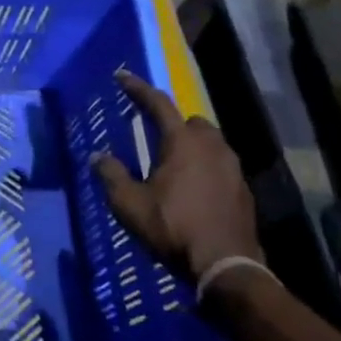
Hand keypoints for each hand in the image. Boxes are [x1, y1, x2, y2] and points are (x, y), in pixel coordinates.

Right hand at [92, 70, 261, 282]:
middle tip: (154, 137)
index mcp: (182, 143)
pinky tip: (192, 190)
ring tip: (172, 165)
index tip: (121, 76)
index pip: (158, 105)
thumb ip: (112, 175)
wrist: (225, 264)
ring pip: (211, 143)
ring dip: (191, 146)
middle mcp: (212, 147)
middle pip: (192, 122)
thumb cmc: (172, 227)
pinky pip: (220, 167)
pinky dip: (204, 169)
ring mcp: (232, 168)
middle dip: (173, 123)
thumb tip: (98, 156)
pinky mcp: (243, 190)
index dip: (137, 89)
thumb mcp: (129, 204)